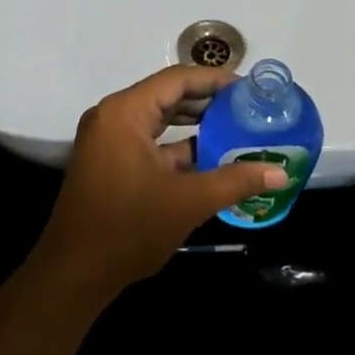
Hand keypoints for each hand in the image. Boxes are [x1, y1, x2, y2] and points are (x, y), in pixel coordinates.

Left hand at [28, 66, 289, 301]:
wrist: (73, 274)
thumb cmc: (128, 228)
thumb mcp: (188, 202)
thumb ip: (235, 181)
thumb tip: (281, 172)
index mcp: (125, 112)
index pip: (177, 79)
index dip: (214, 79)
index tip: (248, 87)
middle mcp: (112, 116)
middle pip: (167, 95)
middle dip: (207, 100)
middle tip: (247, 106)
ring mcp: (107, 139)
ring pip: (158, 119)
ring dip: (193, 123)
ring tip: (234, 127)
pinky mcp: (107, 161)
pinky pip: (147, 140)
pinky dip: (175, 145)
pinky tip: (209, 156)